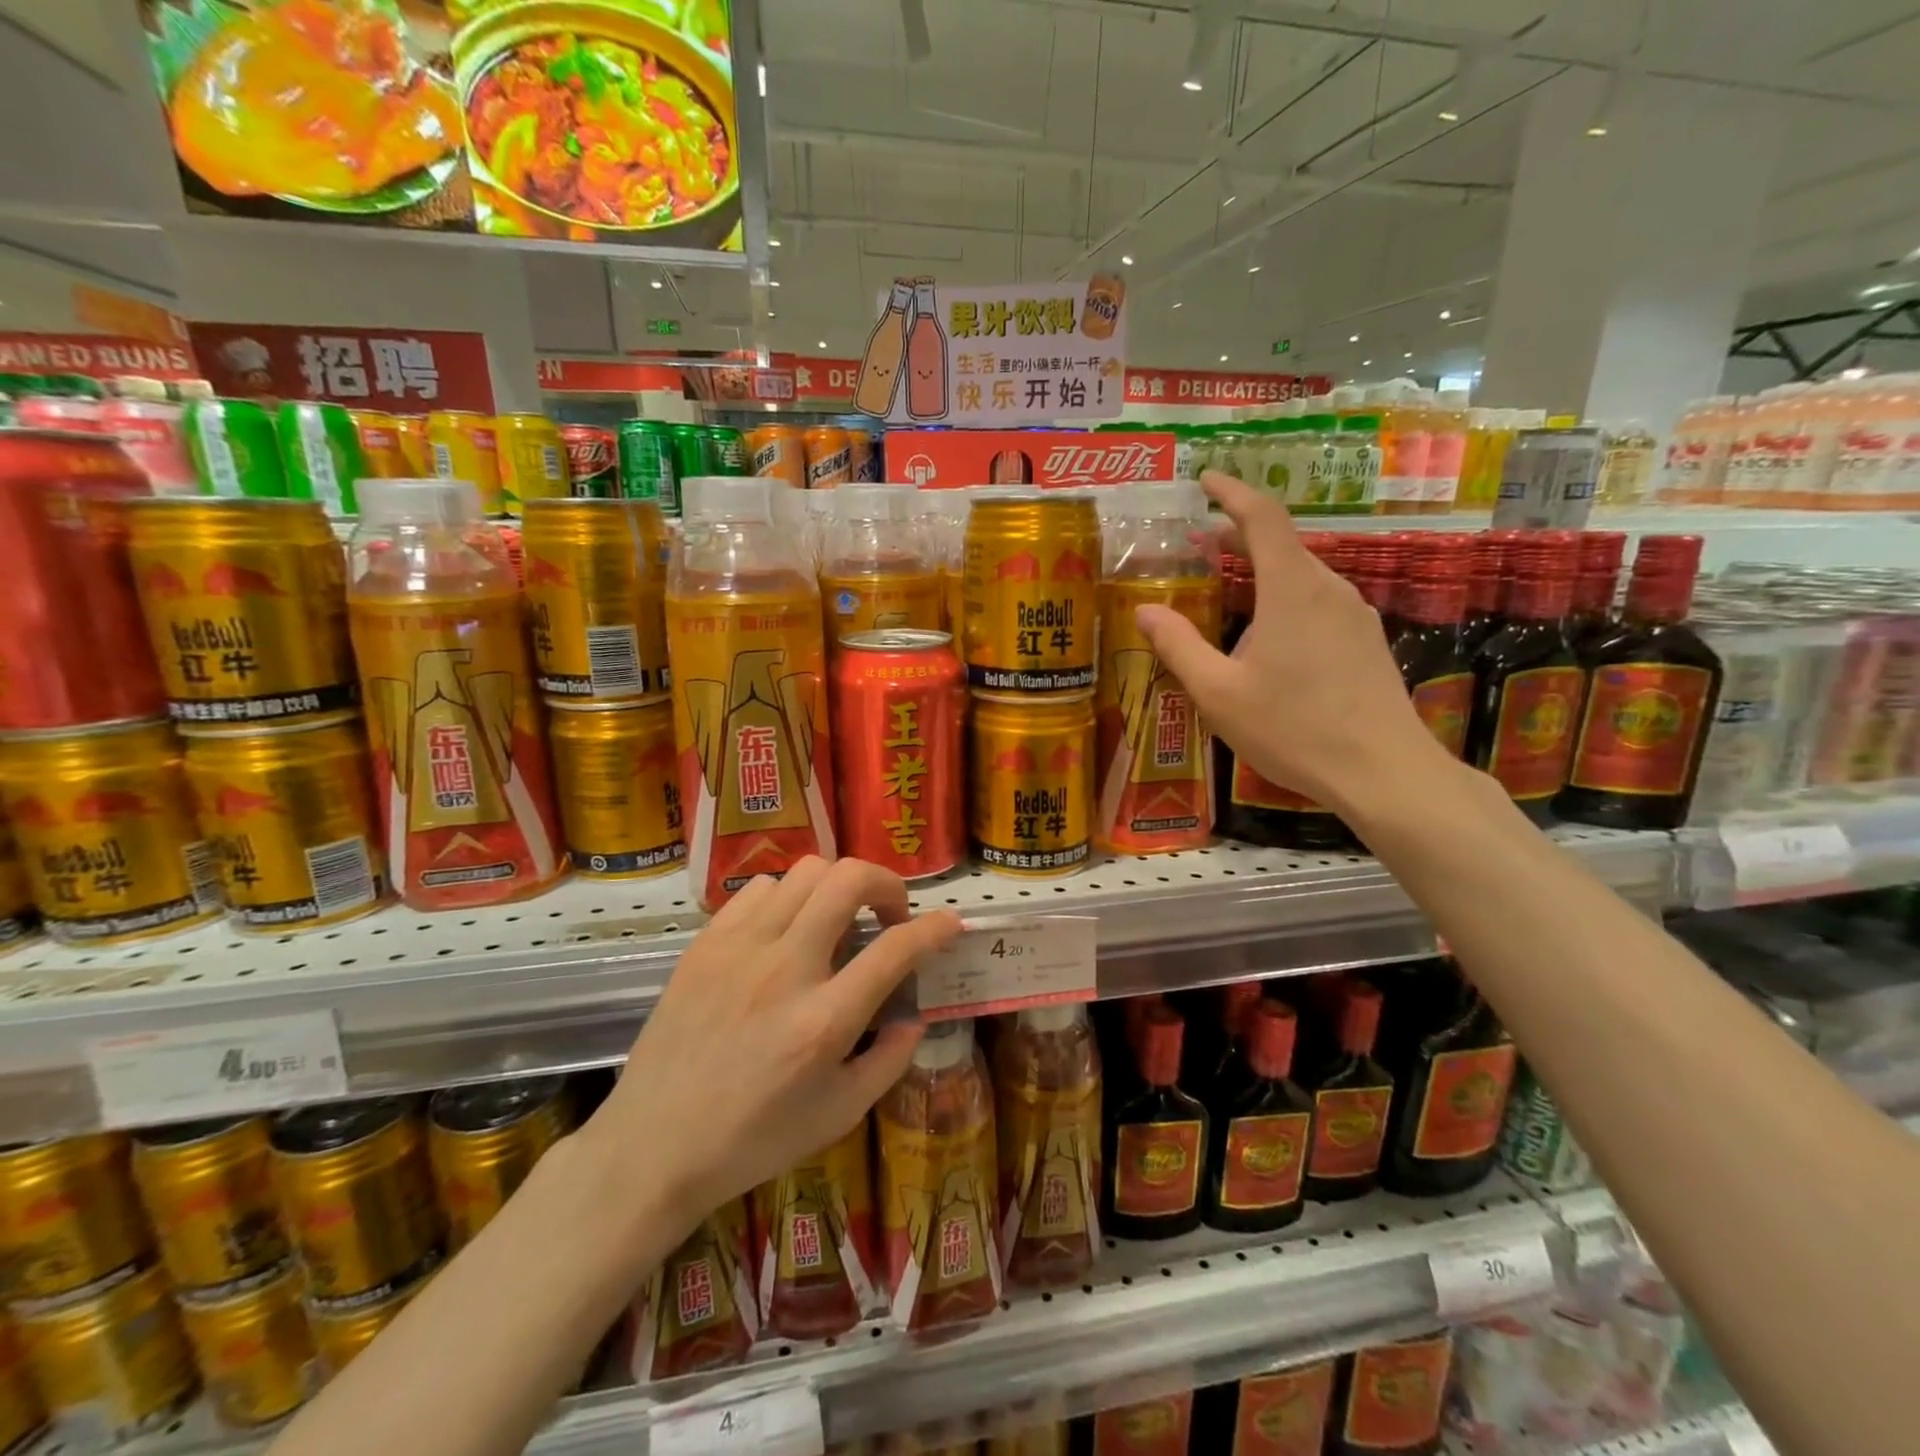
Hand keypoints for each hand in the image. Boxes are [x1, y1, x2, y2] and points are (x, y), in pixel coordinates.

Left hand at [581, 858, 960, 1238]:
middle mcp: (785, 969)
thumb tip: (914, 1015)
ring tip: (835, 921)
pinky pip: (759, 888)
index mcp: (824, 1021)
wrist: (653, 1148)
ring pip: (805, 873)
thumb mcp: (839, 1115)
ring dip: (835, 888)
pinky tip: (786, 930)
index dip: (934, 928)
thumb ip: (889, 1060)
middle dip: (886, 884)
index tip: (949, 924)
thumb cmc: (753, 1139)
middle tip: (889, 914)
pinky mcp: (705, 944)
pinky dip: (788, 897)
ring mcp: (740, 949)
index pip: (895, 949)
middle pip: (848, 880)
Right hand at [1136, 470, 1448, 810]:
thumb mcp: (1218, 693)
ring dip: (1263, 570)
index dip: (1232, 492)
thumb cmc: (1292, 729)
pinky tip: (1269, 635)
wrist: (1382, 772)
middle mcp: (1329, 588)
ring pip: (1302, 575)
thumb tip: (1144, 609)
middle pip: (1282, 544)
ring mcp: (1356, 614)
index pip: (1262, 517)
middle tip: (1199, 543)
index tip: (1206, 480)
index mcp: (1291, 589)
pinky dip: (1285, 597)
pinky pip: (1319, 602)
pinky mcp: (1368, 641)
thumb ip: (1178, 646)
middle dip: (1238, 535)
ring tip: (1228, 589)